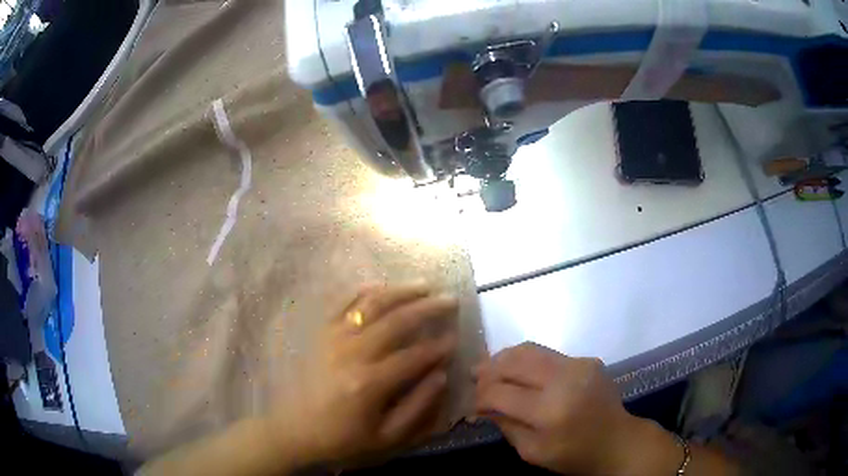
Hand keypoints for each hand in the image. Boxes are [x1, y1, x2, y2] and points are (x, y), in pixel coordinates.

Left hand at [271, 283, 458, 469]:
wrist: (294, 430)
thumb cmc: (342, 438)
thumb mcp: (386, 437)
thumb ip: (417, 407)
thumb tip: (442, 375)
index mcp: (370, 383)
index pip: (415, 356)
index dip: (439, 346)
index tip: (456, 338)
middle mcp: (353, 353)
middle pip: (397, 321)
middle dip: (428, 308)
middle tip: (450, 299)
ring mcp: (334, 338)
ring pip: (372, 304)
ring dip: (401, 291)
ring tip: (424, 285)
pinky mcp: (320, 333)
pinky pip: (343, 303)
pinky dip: (363, 291)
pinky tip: (381, 286)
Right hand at [474, 343, 651, 474]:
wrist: (617, 441)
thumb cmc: (573, 455)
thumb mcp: (532, 452)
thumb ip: (506, 425)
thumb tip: (484, 404)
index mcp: (549, 412)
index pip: (500, 393)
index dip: (480, 395)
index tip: (473, 402)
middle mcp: (564, 380)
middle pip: (514, 362)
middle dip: (488, 368)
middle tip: (474, 375)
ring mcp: (579, 365)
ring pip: (530, 349)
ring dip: (505, 357)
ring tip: (492, 366)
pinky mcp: (587, 359)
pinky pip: (549, 354)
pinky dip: (528, 360)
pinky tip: (522, 371)